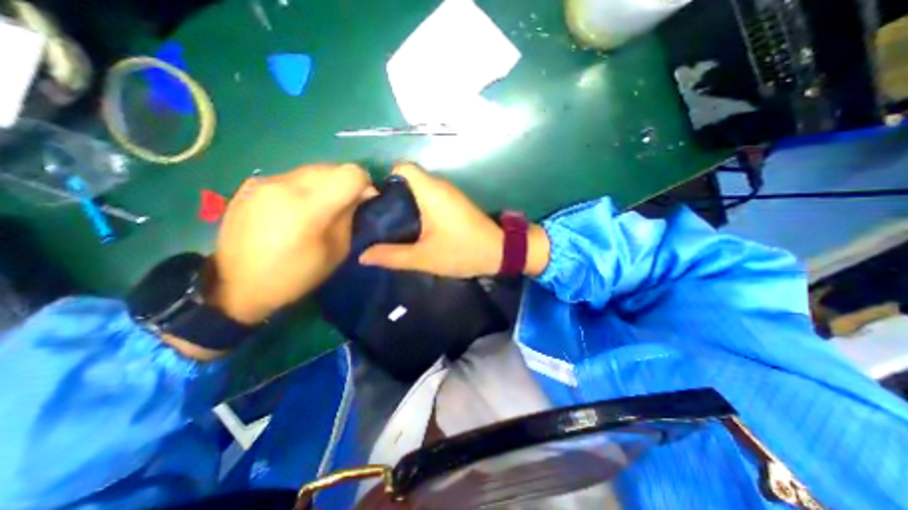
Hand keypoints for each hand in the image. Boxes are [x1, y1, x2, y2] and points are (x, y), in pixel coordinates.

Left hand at [209, 163, 371, 322]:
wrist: (238, 286)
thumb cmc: (296, 275)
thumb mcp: (337, 251)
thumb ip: (349, 217)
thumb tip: (361, 195)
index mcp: (309, 206)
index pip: (351, 174)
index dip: (365, 184)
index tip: (364, 201)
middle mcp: (285, 184)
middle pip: (332, 167)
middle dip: (345, 184)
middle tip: (344, 206)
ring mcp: (264, 181)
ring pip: (312, 169)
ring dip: (325, 185)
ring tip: (319, 208)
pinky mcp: (250, 184)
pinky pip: (291, 177)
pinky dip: (304, 188)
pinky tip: (295, 209)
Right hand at [359, 166, 548, 279]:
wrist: (500, 251)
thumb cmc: (462, 251)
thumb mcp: (424, 258)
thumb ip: (392, 256)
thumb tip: (363, 255)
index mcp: (430, 191)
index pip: (401, 167)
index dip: (384, 179)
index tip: (374, 202)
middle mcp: (440, 185)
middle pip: (407, 178)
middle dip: (390, 195)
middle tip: (377, 218)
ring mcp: (449, 193)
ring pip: (418, 188)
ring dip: (404, 203)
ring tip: (390, 224)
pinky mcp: (455, 202)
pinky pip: (429, 197)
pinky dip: (417, 207)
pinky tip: (412, 226)